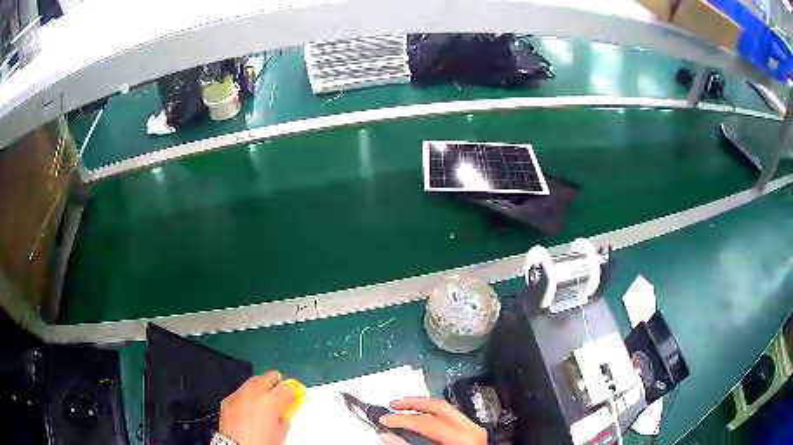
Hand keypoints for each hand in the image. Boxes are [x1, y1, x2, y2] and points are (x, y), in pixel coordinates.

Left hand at [219, 370, 294, 444]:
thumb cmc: (261, 443)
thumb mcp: (281, 432)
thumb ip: (285, 416)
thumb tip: (286, 411)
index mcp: (270, 401)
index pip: (287, 387)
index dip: (292, 392)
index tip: (293, 397)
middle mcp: (253, 393)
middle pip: (268, 377)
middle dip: (276, 383)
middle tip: (281, 392)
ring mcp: (238, 395)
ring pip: (253, 381)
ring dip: (261, 387)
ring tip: (265, 399)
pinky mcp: (227, 400)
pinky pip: (240, 392)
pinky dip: (247, 396)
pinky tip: (250, 407)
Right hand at [379, 397, 486, 444]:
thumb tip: (388, 437)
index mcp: (461, 438)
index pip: (425, 422)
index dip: (401, 419)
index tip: (385, 419)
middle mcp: (471, 430)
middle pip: (438, 407)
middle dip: (412, 403)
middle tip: (394, 404)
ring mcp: (475, 430)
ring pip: (446, 408)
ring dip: (423, 406)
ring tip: (406, 407)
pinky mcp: (475, 433)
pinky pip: (452, 416)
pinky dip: (434, 414)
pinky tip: (424, 417)